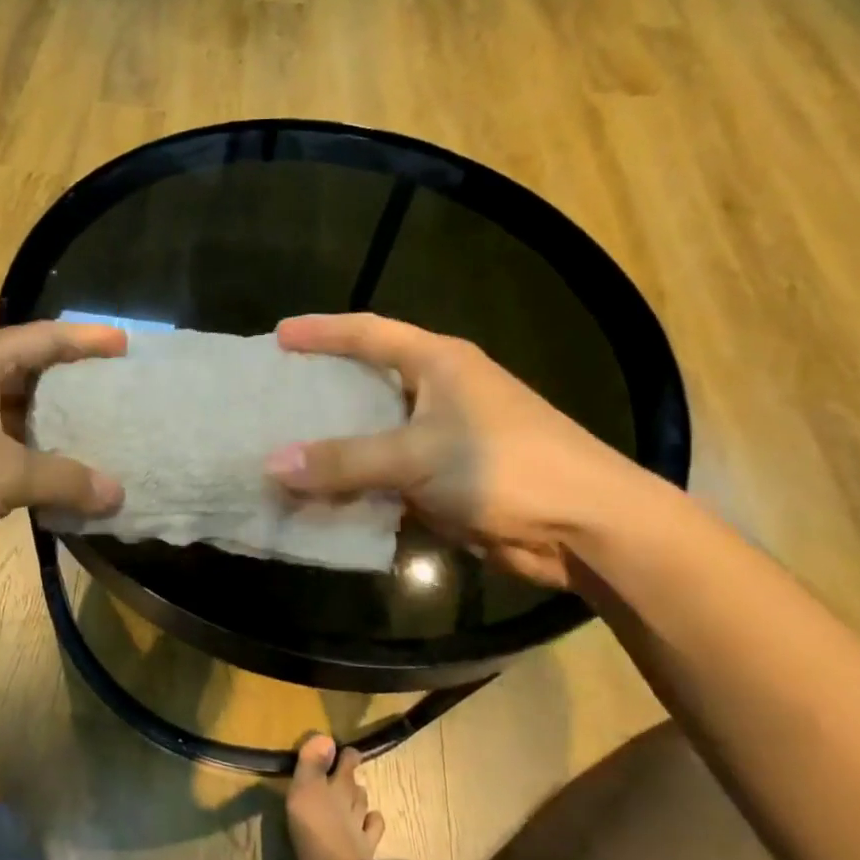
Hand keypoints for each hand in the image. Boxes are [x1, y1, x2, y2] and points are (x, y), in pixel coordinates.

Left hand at [0, 322, 127, 568]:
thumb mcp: (4, 474)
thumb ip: (65, 479)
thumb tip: (118, 494)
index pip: (42, 337)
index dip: (86, 339)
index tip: (126, 343)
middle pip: (27, 369)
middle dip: (71, 380)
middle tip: (116, 390)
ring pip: (9, 408)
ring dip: (48, 422)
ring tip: (95, 431)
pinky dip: (24, 451)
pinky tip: (50, 471)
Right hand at [266, 314, 647, 589]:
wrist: (588, 528)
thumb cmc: (504, 467)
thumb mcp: (415, 456)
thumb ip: (343, 461)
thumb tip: (271, 465)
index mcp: (438, 362)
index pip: (367, 332)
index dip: (321, 331)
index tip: (277, 336)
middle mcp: (439, 391)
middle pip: (367, 381)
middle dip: (322, 388)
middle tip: (272, 395)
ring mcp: (444, 437)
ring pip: (374, 433)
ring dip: (335, 444)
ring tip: (284, 446)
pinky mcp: (447, 479)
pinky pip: (387, 474)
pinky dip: (356, 483)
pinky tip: (320, 493)